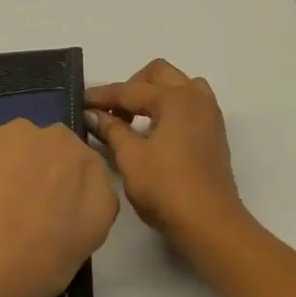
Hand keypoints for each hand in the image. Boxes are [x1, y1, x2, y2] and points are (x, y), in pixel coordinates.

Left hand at [0, 120, 119, 296]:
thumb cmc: (40, 263)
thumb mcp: (86, 246)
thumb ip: (90, 211)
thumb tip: (74, 201)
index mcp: (93, 167)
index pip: (87, 171)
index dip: (70, 192)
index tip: (56, 214)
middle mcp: (63, 140)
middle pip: (55, 150)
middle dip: (45, 170)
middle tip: (27, 208)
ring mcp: (19, 134)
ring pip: (22, 146)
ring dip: (14, 164)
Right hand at [86, 61, 248, 246]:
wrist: (209, 222)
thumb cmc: (166, 188)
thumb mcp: (131, 158)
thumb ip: (112, 130)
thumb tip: (93, 114)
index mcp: (175, 98)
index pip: (130, 90)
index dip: (102, 96)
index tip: (81, 101)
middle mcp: (196, 98)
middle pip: (159, 74)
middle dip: (131, 87)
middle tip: (112, 112)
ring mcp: (210, 115)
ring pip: (180, 85)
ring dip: (155, 94)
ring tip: (135, 119)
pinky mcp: (214, 133)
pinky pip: (191, 104)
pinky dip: (170, 107)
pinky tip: (155, 132)